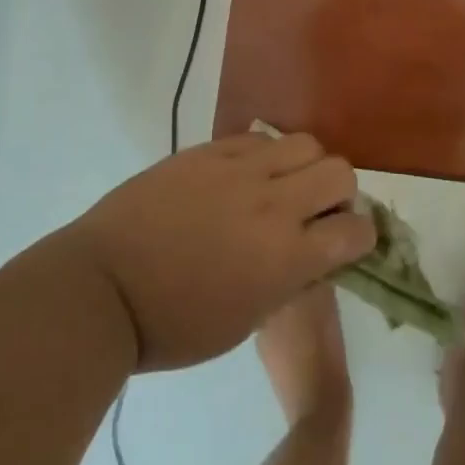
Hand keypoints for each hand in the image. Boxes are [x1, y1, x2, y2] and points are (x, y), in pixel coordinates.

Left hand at [68, 133, 376, 371]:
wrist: (103, 289)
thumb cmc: (173, 326)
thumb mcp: (246, 321)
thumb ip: (289, 280)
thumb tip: (312, 255)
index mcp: (286, 257)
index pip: (355, 230)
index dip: (360, 236)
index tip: (346, 242)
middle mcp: (273, 204)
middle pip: (339, 171)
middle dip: (339, 193)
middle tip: (316, 210)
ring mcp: (238, 170)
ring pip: (303, 143)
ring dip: (305, 166)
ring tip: (282, 184)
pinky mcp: (207, 151)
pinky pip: (256, 138)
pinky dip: (264, 155)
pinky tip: (244, 175)